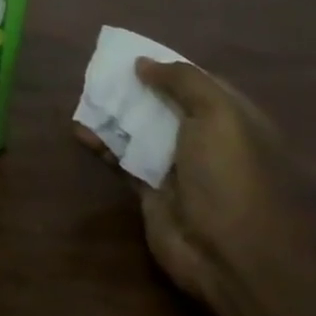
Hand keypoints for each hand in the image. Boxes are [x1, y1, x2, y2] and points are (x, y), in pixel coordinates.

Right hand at [75, 59, 302, 305]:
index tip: (131, 54)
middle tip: (98, 73)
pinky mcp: (152, 190)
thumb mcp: (219, 116)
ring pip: (139, 129)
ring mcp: (179, 167)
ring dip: (112, 114)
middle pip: (164, 104)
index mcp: (235, 121)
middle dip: (133, 88)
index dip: (167, 66)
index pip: (198, 83)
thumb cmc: (232, 179)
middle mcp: (208, 141)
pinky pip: (122, 158)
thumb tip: (144, 63)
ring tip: (83, 97)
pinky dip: (101, 143)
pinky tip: (79, 131)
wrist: (233, 261)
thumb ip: (183, 81)